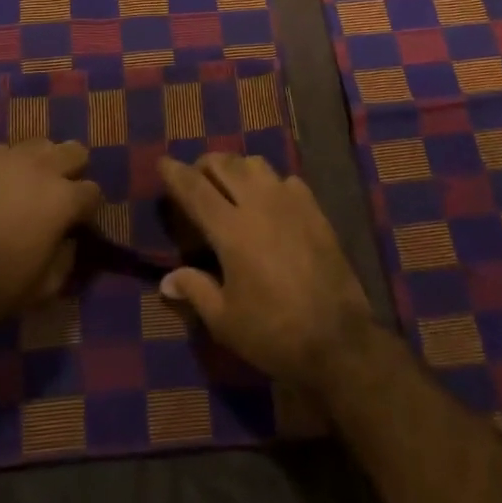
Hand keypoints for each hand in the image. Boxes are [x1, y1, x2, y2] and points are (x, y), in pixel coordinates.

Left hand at [0, 140, 102, 319]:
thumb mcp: (37, 291)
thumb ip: (64, 264)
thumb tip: (69, 244)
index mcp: (61, 200)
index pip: (93, 192)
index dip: (88, 210)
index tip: (76, 226)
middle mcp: (40, 168)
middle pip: (74, 151)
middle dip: (73, 171)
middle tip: (56, 197)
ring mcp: (7, 157)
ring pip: (39, 144)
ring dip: (41, 162)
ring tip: (25, 187)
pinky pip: (3, 152)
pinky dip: (6, 166)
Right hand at [158, 154, 372, 387]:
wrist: (339, 340)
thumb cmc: (274, 333)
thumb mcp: (225, 321)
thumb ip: (195, 290)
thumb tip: (167, 280)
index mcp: (231, 229)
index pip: (195, 188)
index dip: (175, 172)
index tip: (162, 161)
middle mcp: (258, 204)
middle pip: (225, 164)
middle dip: (205, 165)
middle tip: (196, 178)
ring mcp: (290, 203)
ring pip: (256, 164)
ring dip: (237, 168)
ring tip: (231, 185)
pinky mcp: (315, 210)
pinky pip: (286, 180)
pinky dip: (270, 183)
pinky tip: (270, 202)